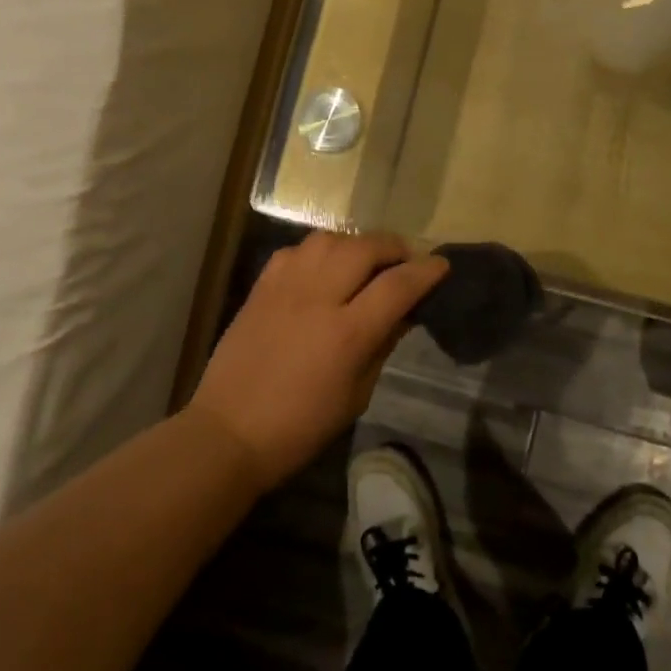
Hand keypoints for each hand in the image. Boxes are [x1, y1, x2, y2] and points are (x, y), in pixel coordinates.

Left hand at [187, 231, 448, 492]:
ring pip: (328, 239)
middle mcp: (317, 298)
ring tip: (364, 261)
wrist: (229, 431)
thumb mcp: (356, 395)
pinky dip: (317, 252)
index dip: (427, 271)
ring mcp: (285, 287)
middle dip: (393, 247)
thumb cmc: (300, 427)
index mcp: (347, 333)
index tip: (442, 264)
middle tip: (404, 260)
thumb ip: (382, 346)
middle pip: (365, 248)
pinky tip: (322, 269)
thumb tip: (404, 313)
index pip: (398, 285)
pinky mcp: (261, 286)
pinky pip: (295, 251)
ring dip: (354, 244)